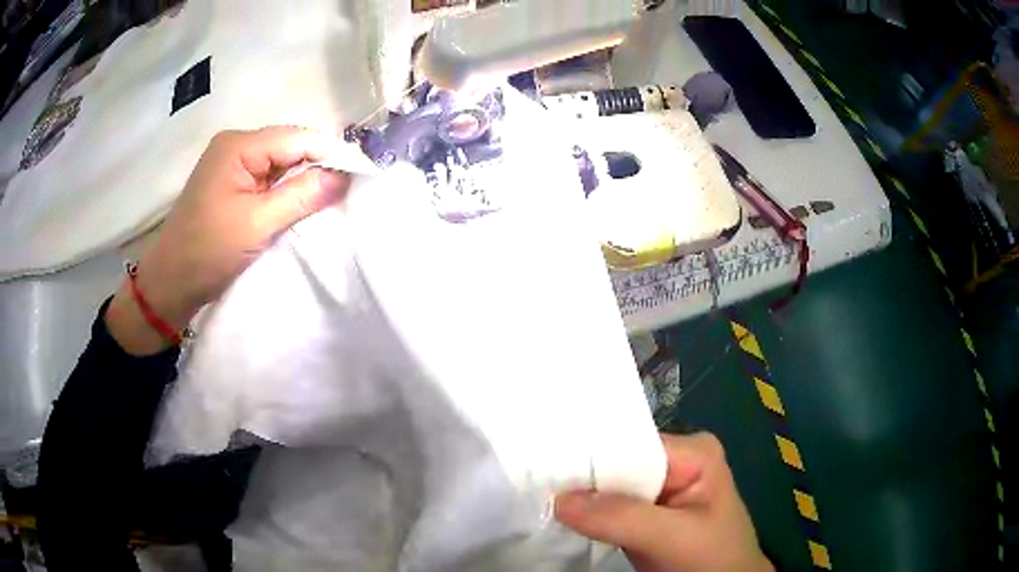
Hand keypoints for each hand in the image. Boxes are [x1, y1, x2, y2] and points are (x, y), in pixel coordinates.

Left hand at [106, 126, 349, 354]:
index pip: (297, 138)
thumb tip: (344, 176)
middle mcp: (236, 146)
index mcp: (238, 146)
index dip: (331, 152)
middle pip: (290, 146)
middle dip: (320, 166)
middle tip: (351, 189)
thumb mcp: (257, 225)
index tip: (363, 174)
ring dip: (305, 180)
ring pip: (282, 164)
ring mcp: (233, 165)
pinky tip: (305, 204)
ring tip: (334, 198)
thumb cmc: (207, 253)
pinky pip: (270, 180)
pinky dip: (288, 191)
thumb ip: (301, 196)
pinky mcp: (233, 185)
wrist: (169, 285)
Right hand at [556, 433, 772, 571]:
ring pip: (609, 488)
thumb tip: (560, 500)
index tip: (545, 468)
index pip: (631, 444)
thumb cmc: (714, 558)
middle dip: (582, 480)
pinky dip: (587, 515)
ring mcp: (659, 490)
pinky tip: (561, 515)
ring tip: (539, 497)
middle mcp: (674, 462)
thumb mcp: (676, 537)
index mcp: (692, 452)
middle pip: (617, 464)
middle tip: (535, 484)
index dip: (591, 458)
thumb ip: (624, 518)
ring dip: (580, 499)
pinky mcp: (646, 515)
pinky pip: (609, 509)